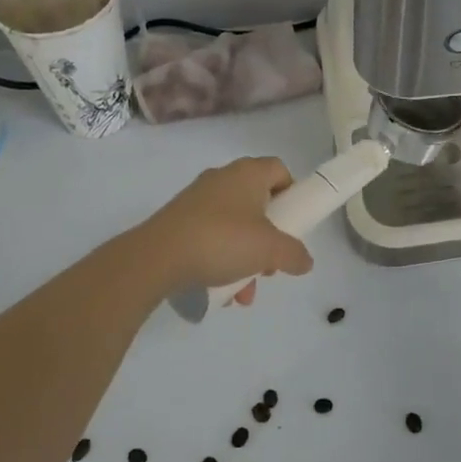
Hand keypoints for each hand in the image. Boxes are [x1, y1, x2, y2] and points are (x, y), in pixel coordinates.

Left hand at [137, 156, 314, 301]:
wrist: (156, 257)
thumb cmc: (222, 240)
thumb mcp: (270, 250)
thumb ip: (294, 254)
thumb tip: (305, 261)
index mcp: (248, 173)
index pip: (279, 170)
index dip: (292, 194)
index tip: (293, 223)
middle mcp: (222, 179)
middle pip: (258, 203)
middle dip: (269, 237)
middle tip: (270, 263)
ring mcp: (197, 200)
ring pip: (234, 226)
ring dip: (245, 258)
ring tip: (244, 290)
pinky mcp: (178, 221)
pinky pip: (210, 237)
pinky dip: (220, 260)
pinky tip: (222, 292)